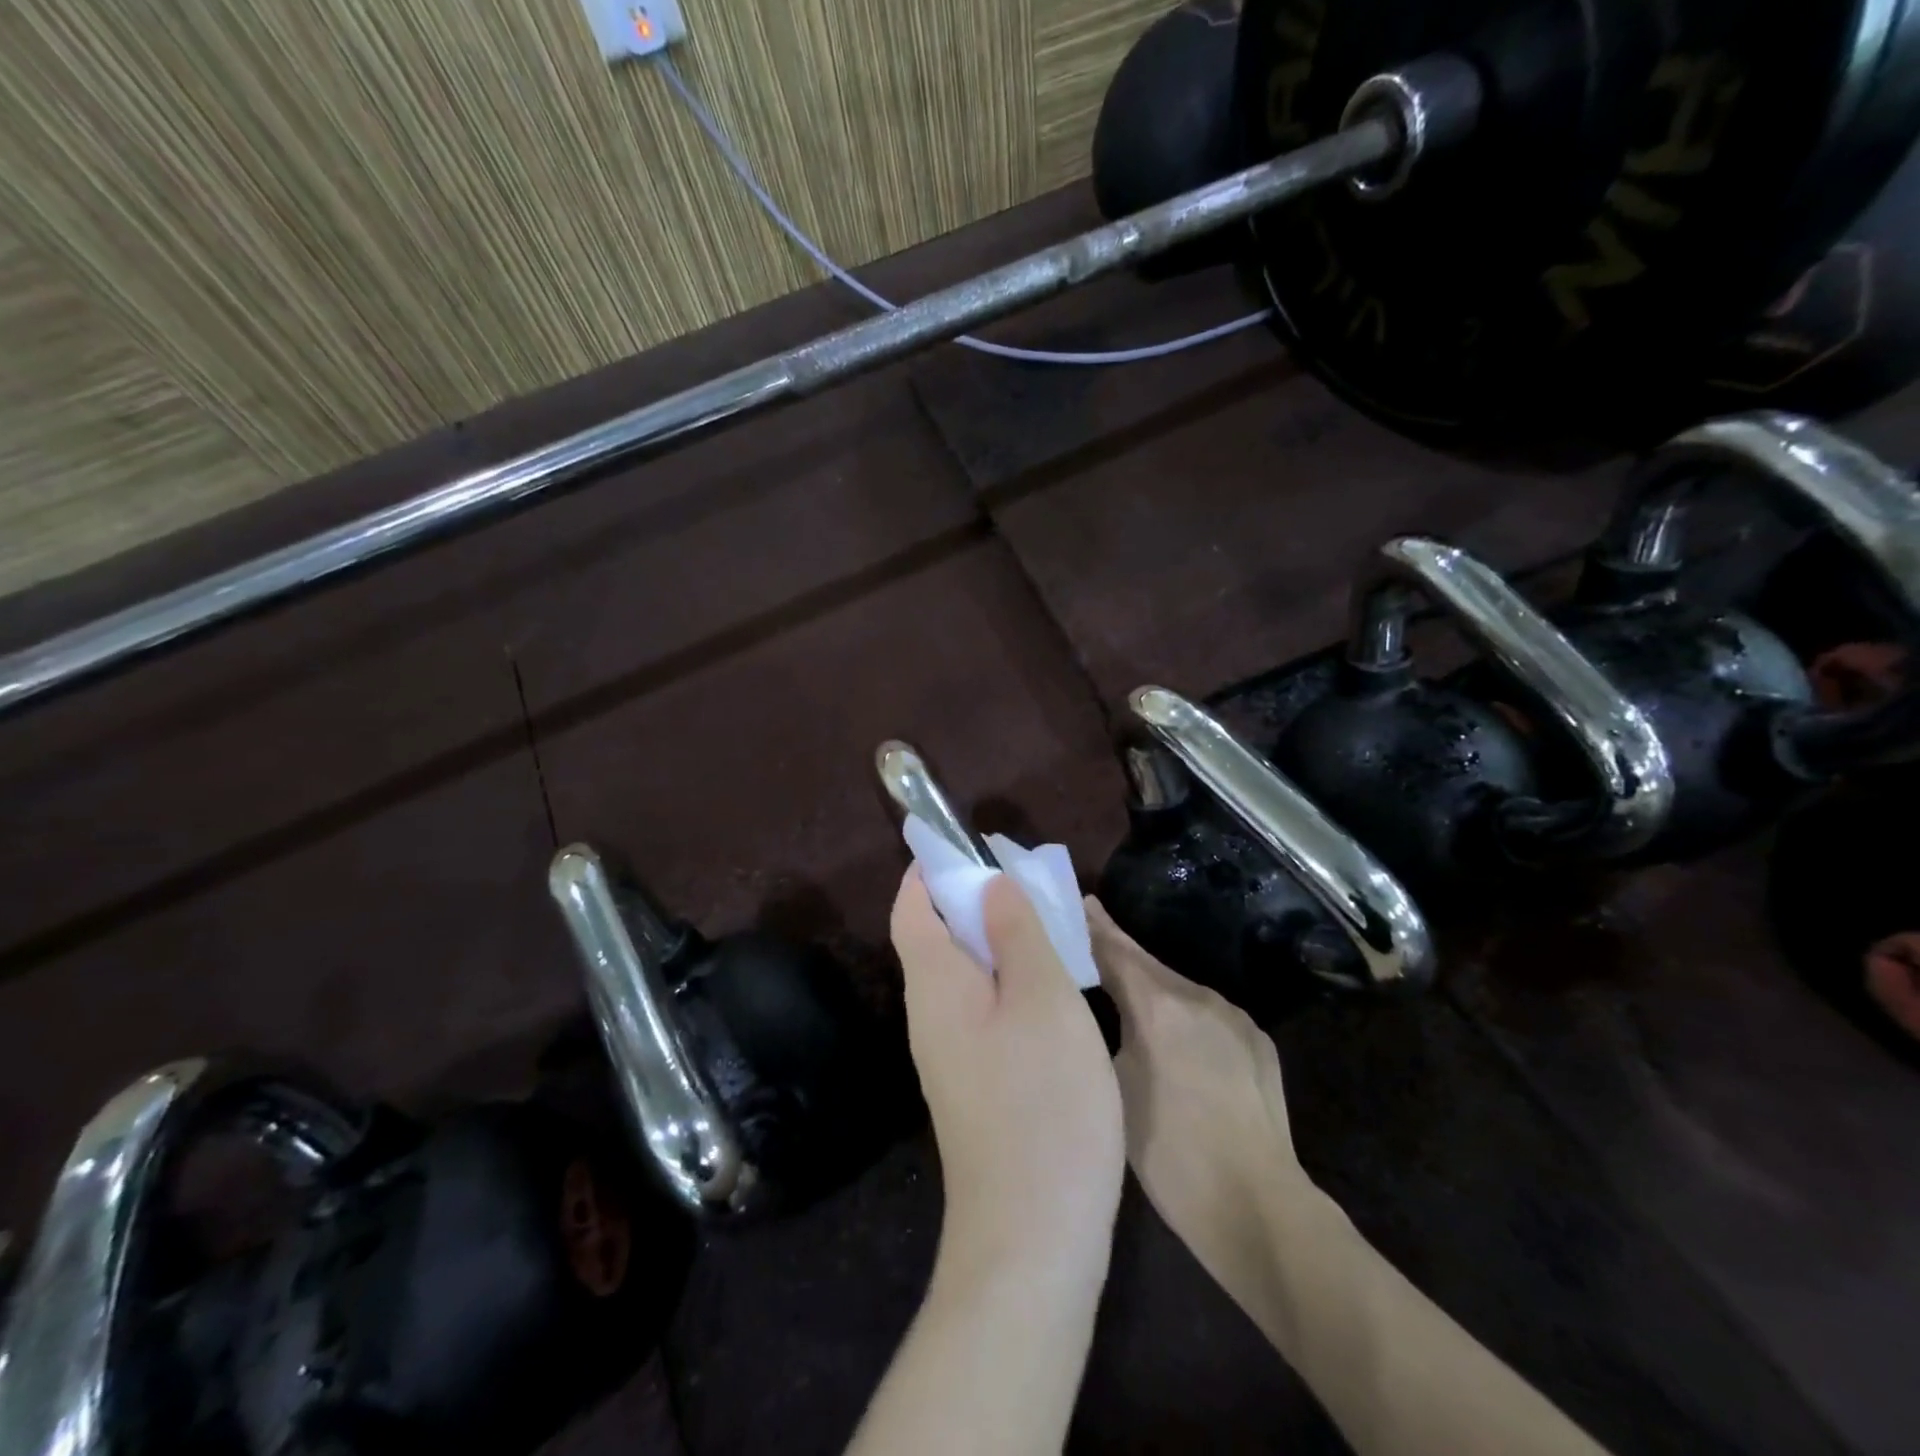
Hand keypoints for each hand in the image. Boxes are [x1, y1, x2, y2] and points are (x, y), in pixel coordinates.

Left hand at [891, 870, 1124, 1269]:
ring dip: (994, 940)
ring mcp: (950, 1054)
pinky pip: (982, 1008)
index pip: (911, 907)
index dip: (930, 869)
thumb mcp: (1042, 998)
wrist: (1033, 1235)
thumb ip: (1015, 932)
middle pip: (936, 936)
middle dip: (971, 899)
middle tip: (1024, 881)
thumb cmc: (1042, 1101)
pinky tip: (1048, 989)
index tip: (966, 843)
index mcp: (934, 983)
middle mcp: (929, 1014)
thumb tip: (990, 881)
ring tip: (1043, 924)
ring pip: (964, 974)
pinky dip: (1006, 980)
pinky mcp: (975, 1084)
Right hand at [1088, 898, 1327, 1291]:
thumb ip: (1103, 1035)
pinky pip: (1208, 1015)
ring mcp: (1235, 1018)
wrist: (1258, 1208)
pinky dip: (1183, 1016)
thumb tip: (1091, 1008)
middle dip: (1119, 954)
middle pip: (1149, 966)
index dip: (1094, 928)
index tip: (1078, 903)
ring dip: (1151, 989)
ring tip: (1125, 998)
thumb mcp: (1115, 1089)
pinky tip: (1174, 1039)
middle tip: (1089, 941)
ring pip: (1179, 991)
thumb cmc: (1170, 1154)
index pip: (1116, 952)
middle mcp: (1199, 998)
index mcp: (1159, 1007)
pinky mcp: (1257, 1042)